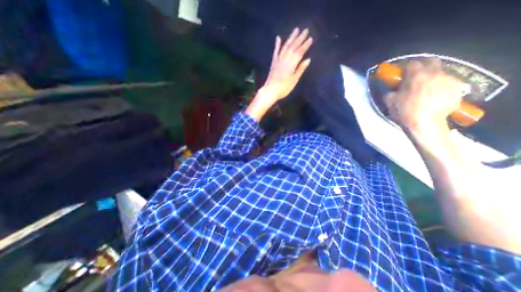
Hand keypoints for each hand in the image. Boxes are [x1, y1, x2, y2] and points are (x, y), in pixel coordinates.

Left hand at [265, 27, 312, 101]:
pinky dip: (277, 44)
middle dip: (300, 38)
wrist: (270, 90)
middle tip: (306, 30)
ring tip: (296, 30)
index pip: (300, 52)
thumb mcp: (294, 80)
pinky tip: (278, 38)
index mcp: (291, 64)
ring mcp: (278, 60)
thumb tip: (308, 59)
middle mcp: (285, 59)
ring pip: (285, 46)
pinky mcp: (273, 62)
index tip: (310, 38)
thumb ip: (300, 69)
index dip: (305, 45)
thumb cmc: (284, 88)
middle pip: (293, 47)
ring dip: (291, 38)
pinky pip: (276, 51)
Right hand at [387, 59, 463, 130]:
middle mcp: (434, 73)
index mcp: (416, 75)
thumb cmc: (404, 111)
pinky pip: (448, 83)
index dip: (406, 68)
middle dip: (423, 66)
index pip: (411, 63)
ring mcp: (449, 80)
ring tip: (427, 88)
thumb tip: (393, 89)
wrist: (425, 123)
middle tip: (416, 76)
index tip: (402, 74)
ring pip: (441, 73)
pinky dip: (441, 86)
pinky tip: (435, 96)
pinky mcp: (458, 89)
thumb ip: (391, 91)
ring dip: (433, 77)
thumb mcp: (390, 101)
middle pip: (431, 61)